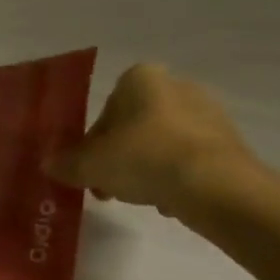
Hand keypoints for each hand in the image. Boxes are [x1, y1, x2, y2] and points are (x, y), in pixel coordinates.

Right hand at [45, 64, 263, 220]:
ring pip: (164, 143)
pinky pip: (192, 159)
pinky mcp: (231, 143)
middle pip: (136, 125)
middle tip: (112, 187)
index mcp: (140, 77)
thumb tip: (48, 165)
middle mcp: (176, 85)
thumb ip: (67, 163)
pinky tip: (173, 202)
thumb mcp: (92, 165)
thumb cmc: (146, 158)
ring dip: (149, 168)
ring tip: (144, 199)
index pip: (107, 108)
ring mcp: (209, 113)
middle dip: (122, 156)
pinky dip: (179, 177)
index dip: (94, 142)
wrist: (217, 187)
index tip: (92, 169)